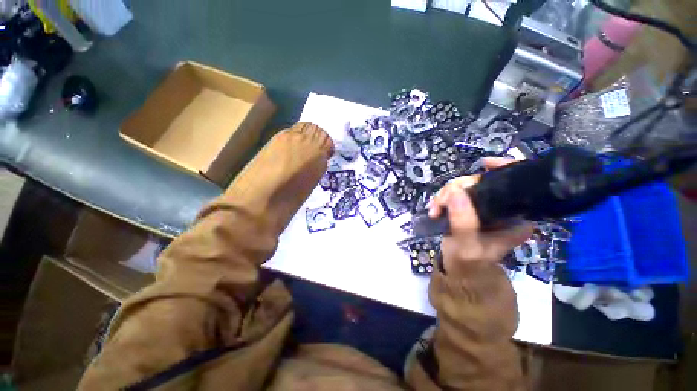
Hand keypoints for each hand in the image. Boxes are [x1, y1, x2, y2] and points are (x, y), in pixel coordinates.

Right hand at [427, 158, 533, 274]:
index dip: (503, 168)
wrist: (460, 272)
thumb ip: (464, 222)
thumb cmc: (469, 264)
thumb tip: (456, 192)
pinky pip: (456, 193)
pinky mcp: (469, 208)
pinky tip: (435, 207)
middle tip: (440, 203)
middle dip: (457, 188)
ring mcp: (485, 207)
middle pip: (482, 182)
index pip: (517, 185)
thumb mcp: (467, 247)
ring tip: (434, 209)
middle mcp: (503, 208)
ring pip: (465, 186)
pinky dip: (443, 197)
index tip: (483, 164)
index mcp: (516, 217)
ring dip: (446, 194)